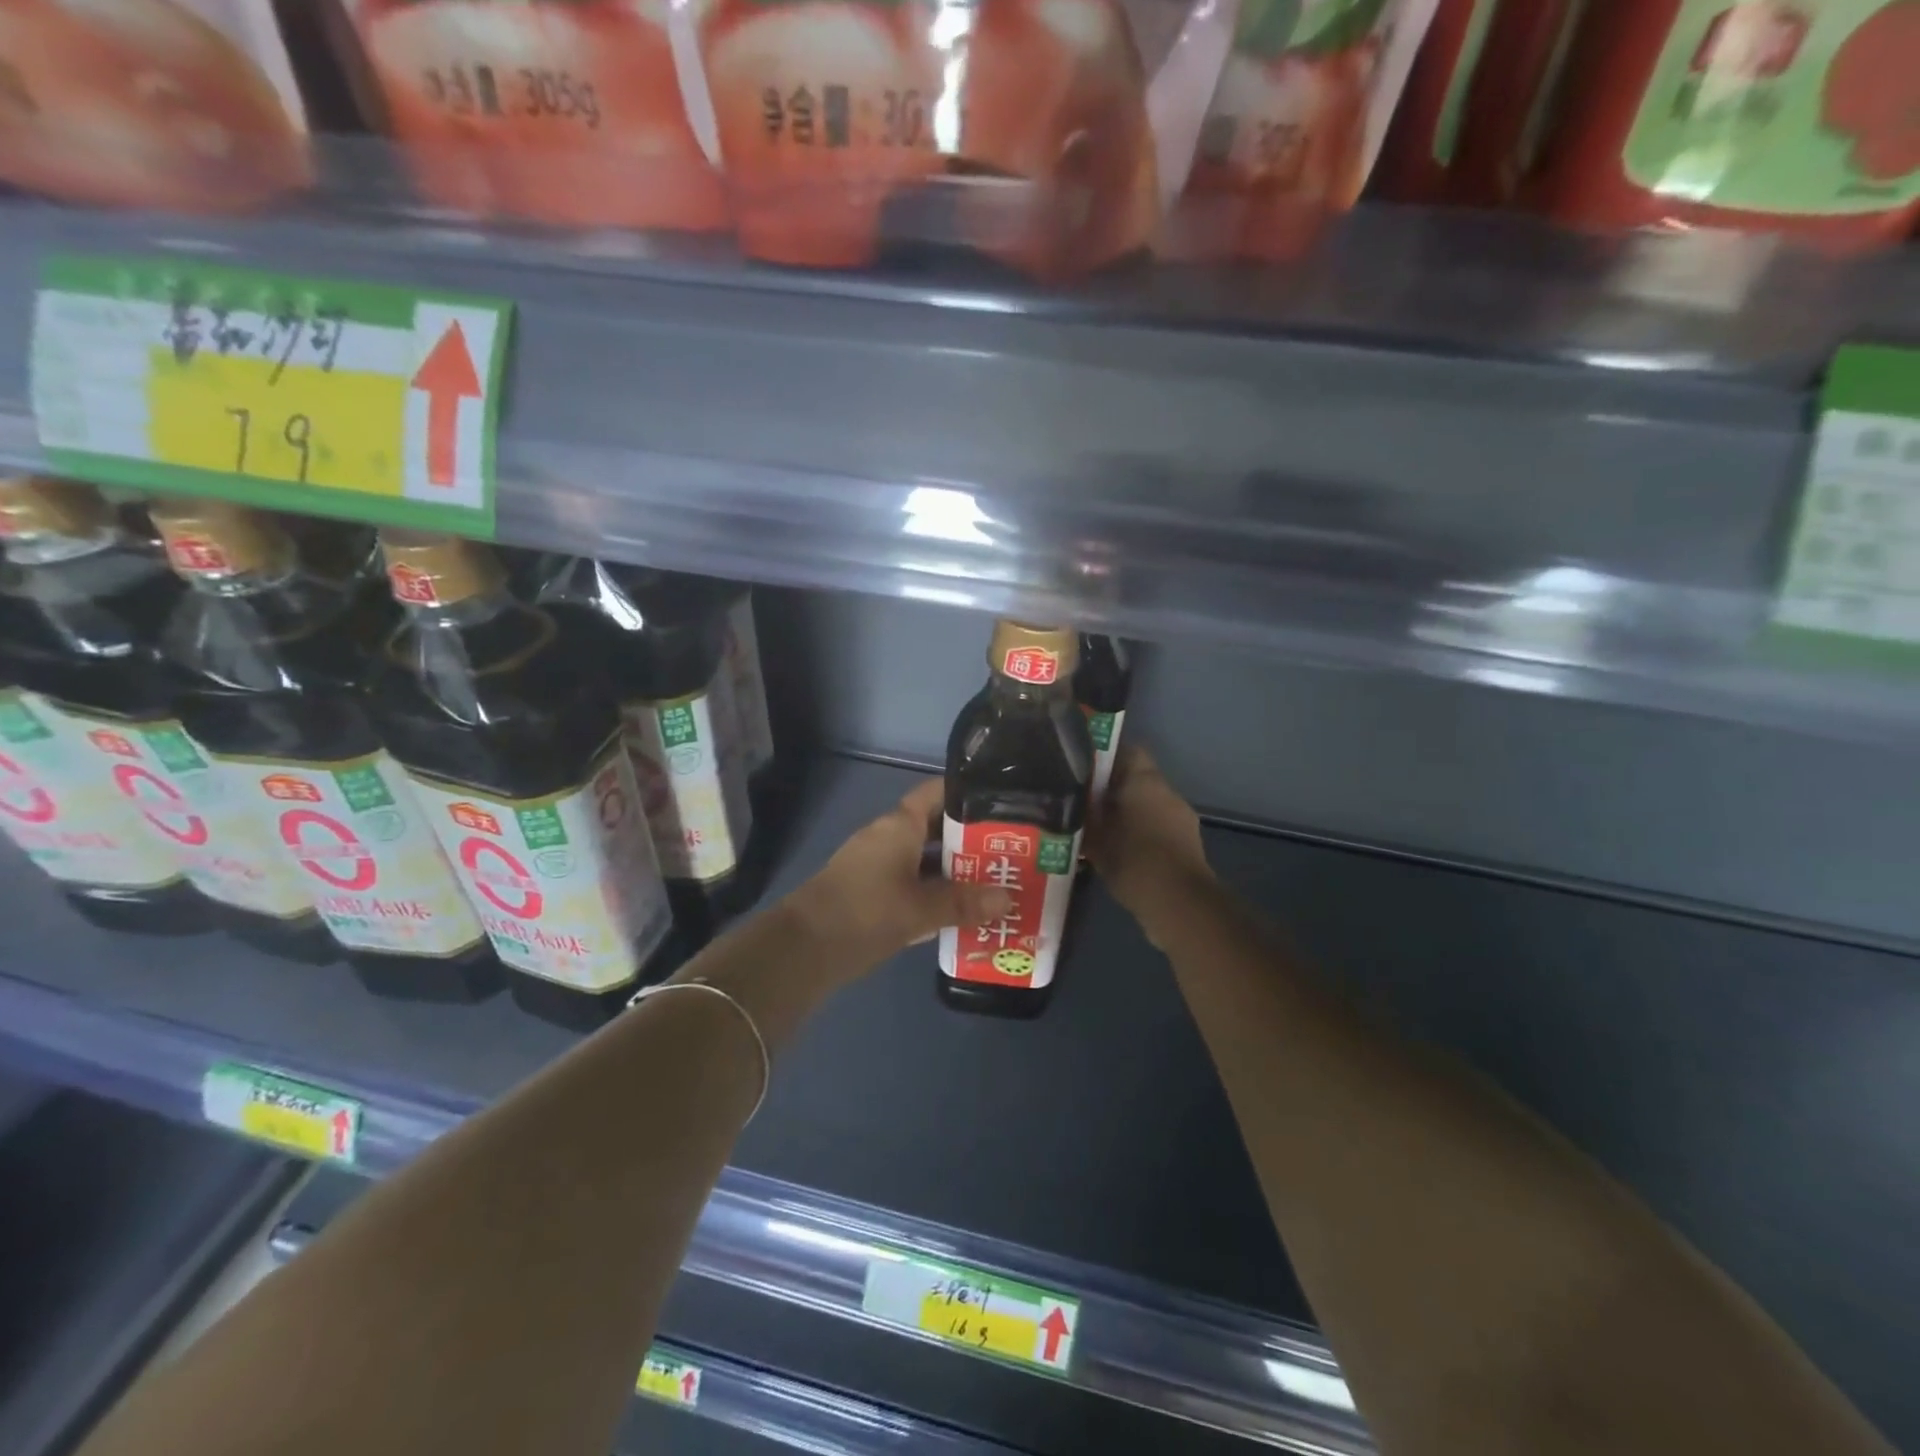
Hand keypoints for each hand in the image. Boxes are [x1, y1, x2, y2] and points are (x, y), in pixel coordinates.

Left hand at [787, 778, 1012, 976]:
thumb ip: (964, 902)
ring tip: (995, 882)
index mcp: (900, 825)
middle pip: (936, 828)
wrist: (803, 949)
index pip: (937, 793)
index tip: (1003, 803)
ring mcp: (877, 864)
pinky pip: (912, 883)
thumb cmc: (866, 912)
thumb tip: (1008, 898)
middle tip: (1011, 852)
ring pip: (925, 859)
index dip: (968, 794)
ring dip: (954, 871)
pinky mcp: (871, 892)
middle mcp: (888, 836)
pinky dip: (934, 892)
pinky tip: (961, 911)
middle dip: (970, 841)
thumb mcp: (921, 909)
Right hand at [1088, 746, 1212, 947]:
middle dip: (1112, 789)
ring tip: (1099, 829)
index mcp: (1145, 780)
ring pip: (1147, 804)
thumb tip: (1073, 799)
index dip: (1104, 757)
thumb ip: (1084, 813)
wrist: (1178, 903)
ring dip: (1128, 813)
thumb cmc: (1133, 860)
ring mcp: (1182, 817)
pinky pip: (1158, 827)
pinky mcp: (1187, 843)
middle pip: (1137, 779)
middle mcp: (1167, 792)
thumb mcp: (1095, 837)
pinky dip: (1141, 833)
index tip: (1083, 769)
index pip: (1127, 751)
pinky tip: (1121, 851)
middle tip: (1084, 802)